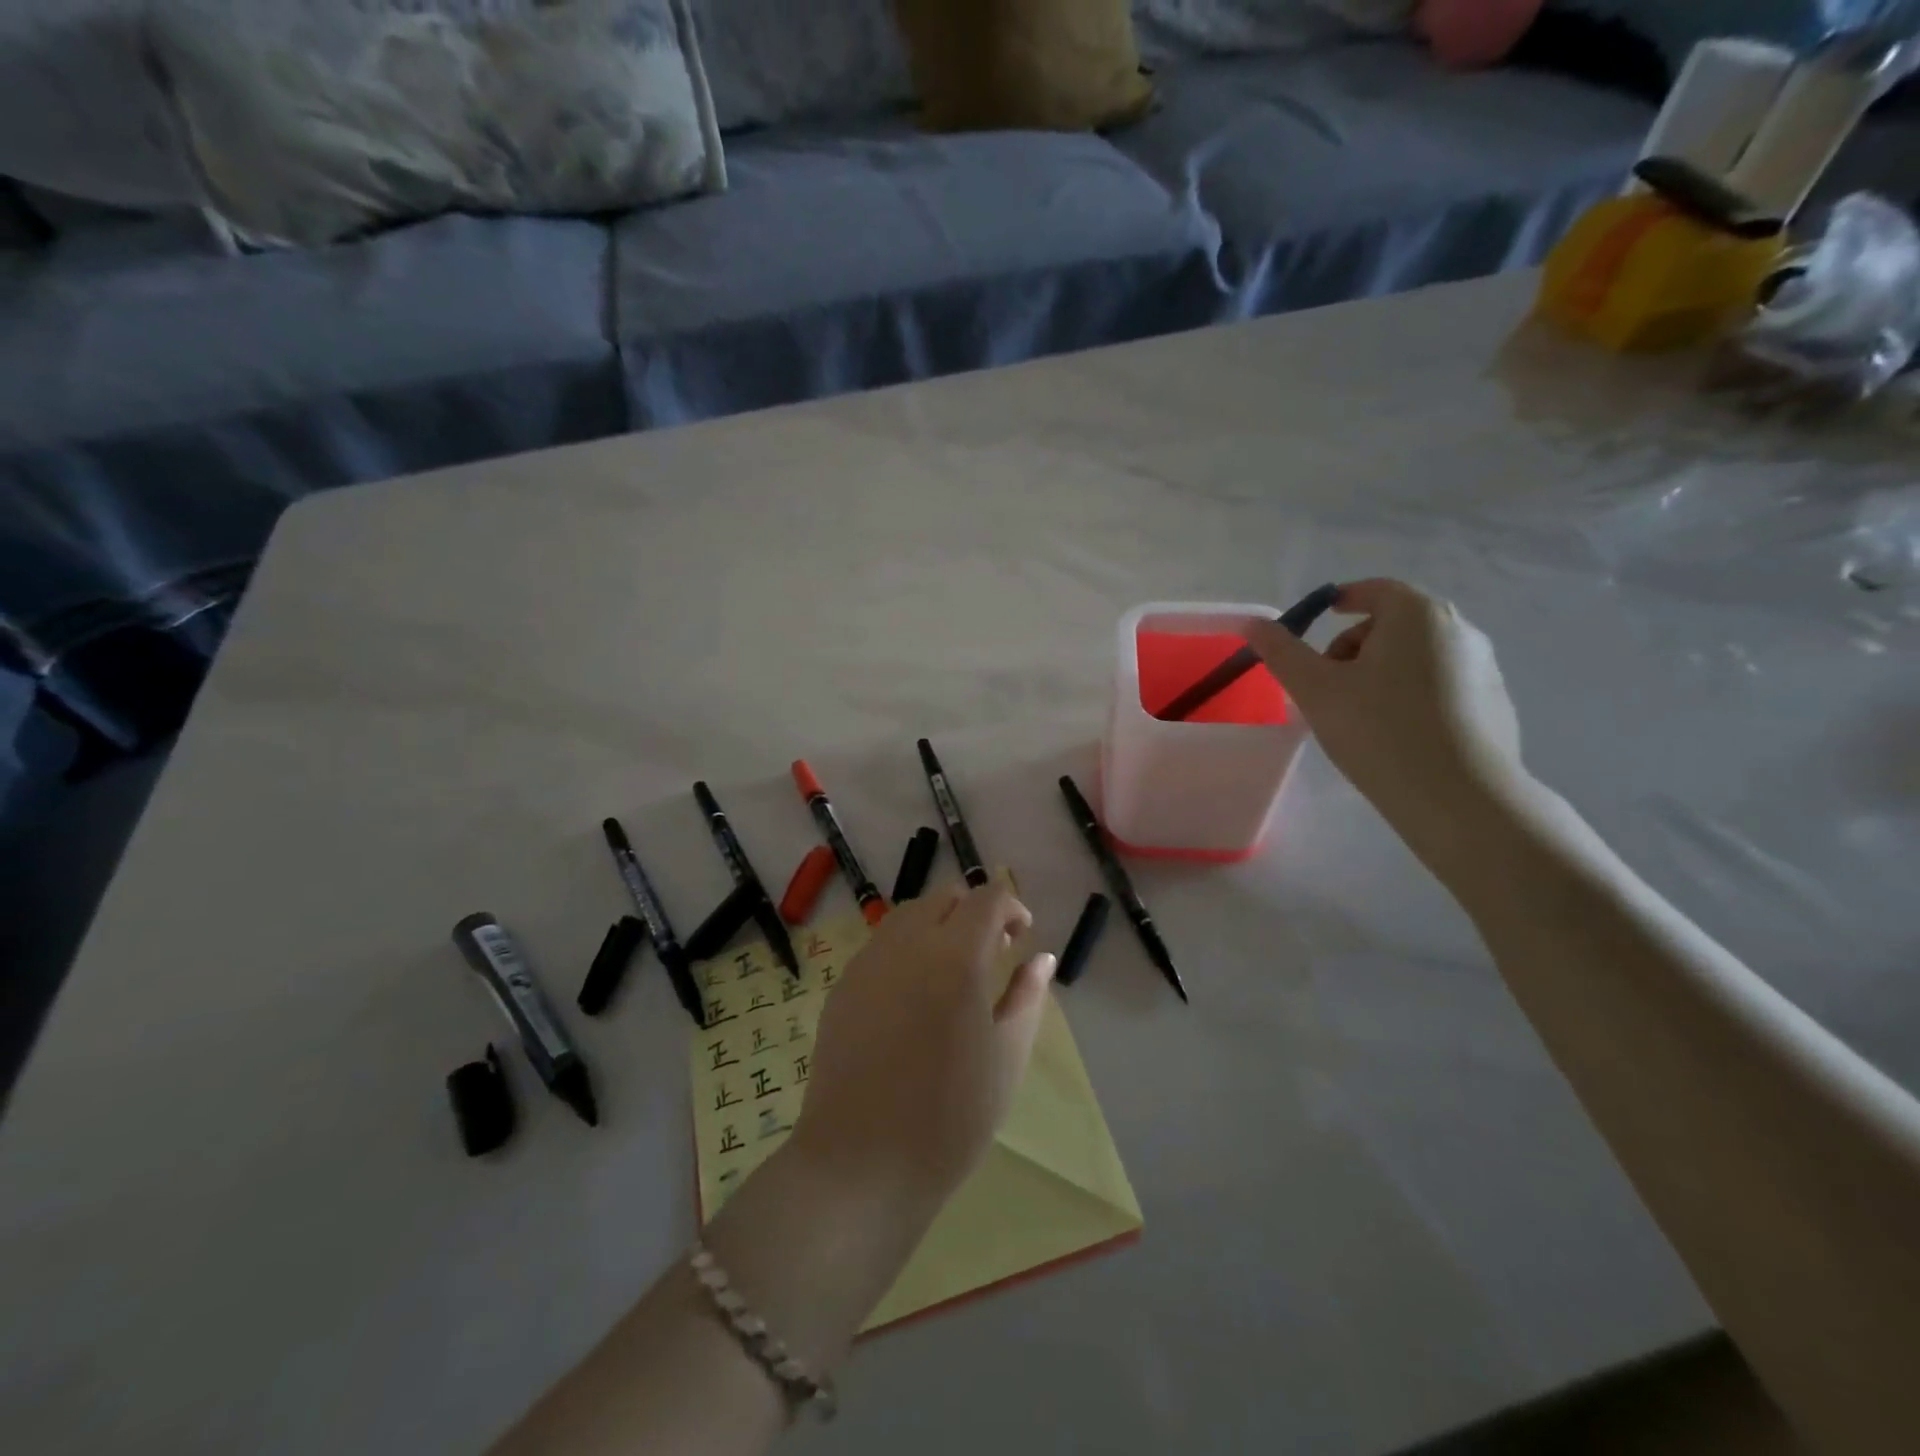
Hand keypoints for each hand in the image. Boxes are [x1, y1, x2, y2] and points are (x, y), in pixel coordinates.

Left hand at [789, 883, 1057, 1217]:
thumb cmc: (950, 1117)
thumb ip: (1026, 996)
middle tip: (992, 952)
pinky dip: (907, 947)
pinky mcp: (843, 984)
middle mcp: (908, 944)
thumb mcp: (1006, 1057)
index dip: (1011, 907)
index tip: (1021, 938)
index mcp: (956, 957)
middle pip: (945, 897)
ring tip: (953, 971)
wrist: (861, 1162)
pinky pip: (881, 943)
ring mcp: (868, 961)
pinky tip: (914, 994)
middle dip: (974, 912)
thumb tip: (1041, 958)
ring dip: (939, 925)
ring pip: (909, 915)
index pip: (987, 898)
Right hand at [1250, 579, 1529, 854]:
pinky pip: (1443, 685)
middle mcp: (1459, 629)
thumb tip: (1254, 623)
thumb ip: (1281, 651)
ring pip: (1419, 656)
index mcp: (1416, 615)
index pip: (1375, 590)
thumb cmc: (1378, 730)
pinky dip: (1415, 696)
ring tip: (1360, 715)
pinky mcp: (1496, 704)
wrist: (1459, 797)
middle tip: (1329, 683)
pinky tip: (1398, 734)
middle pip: (1396, 623)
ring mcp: (1485, 667)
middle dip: (1357, 644)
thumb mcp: (1315, 689)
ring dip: (1384, 671)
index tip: (1319, 620)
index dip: (1342, 600)